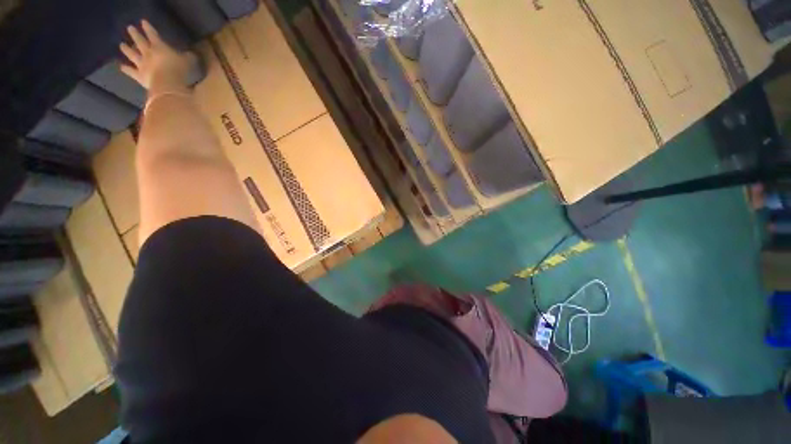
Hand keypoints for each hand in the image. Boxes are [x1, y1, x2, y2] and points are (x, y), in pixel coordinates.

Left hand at [119, 20, 196, 93]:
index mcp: (159, 47)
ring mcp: (142, 64)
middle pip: (139, 41)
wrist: (168, 85)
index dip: (148, 28)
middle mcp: (147, 53)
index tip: (142, 22)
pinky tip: (121, 67)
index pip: (152, 34)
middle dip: (135, 34)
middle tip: (129, 28)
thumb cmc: (179, 70)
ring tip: (122, 45)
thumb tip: (191, 53)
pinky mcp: (139, 76)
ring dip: (126, 49)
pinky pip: (131, 71)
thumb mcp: (188, 61)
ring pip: (132, 55)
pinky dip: (126, 69)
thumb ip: (188, 56)